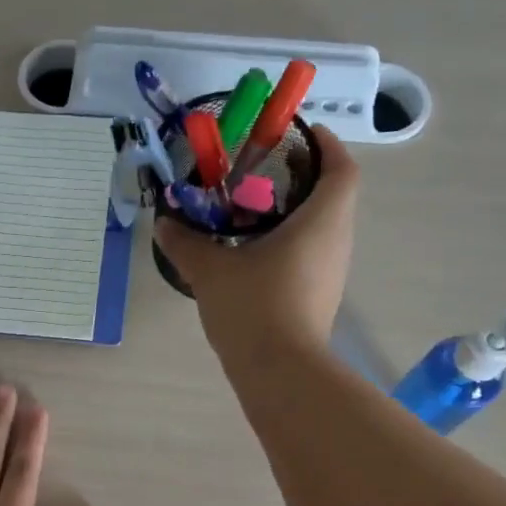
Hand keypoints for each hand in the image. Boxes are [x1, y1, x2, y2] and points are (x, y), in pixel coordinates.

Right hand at [154, 126, 359, 361]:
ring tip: (249, 212)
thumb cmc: (254, 307)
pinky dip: (288, 244)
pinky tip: (252, 255)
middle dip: (301, 178)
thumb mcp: (211, 270)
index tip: (300, 134)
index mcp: (321, 221)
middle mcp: (336, 242)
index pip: (341, 168)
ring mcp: (331, 274)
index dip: (326, 145)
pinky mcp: (319, 298)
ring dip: (292, 214)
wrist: (279, 372)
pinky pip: (309, 256)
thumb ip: (186, 243)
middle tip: (261, 172)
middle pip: (331, 197)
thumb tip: (164, 223)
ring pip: (320, 229)